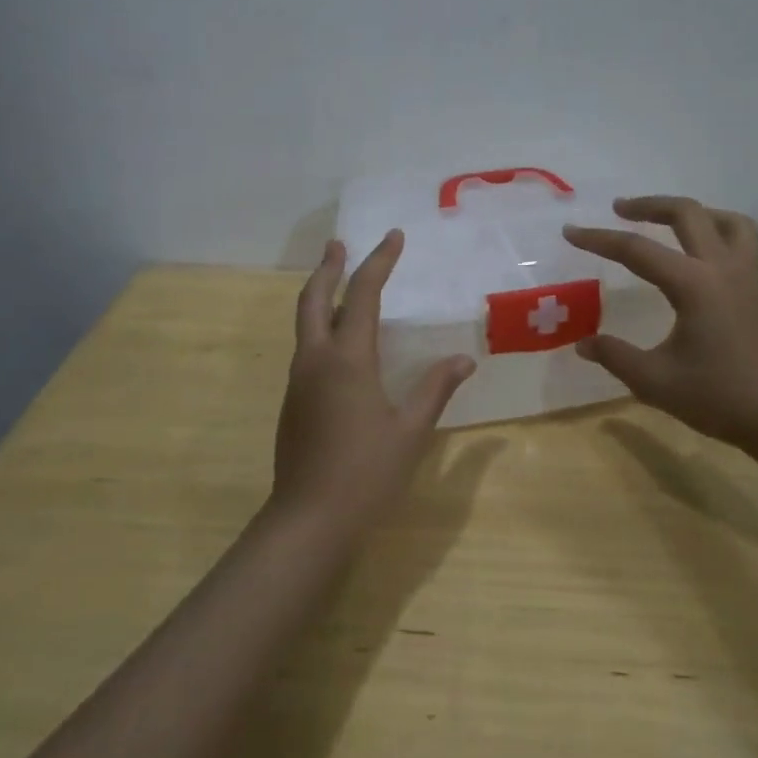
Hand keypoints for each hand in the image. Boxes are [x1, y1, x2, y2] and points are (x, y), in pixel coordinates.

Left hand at [272, 231, 476, 530]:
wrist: (308, 521)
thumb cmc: (366, 474)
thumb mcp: (411, 431)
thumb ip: (436, 389)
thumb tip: (464, 359)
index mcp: (348, 359)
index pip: (364, 294)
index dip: (379, 261)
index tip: (393, 236)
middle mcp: (316, 360)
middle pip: (315, 298)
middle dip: (328, 267)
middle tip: (339, 244)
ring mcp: (299, 380)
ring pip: (306, 322)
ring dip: (320, 294)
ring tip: (338, 282)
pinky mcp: (293, 401)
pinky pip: (307, 348)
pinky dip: (321, 326)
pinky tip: (339, 341)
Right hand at [564, 196, 757, 457]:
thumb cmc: (720, 398)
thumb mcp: (656, 381)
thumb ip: (616, 356)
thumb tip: (582, 343)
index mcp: (693, 285)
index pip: (636, 250)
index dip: (598, 239)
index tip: (570, 231)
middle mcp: (722, 268)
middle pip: (687, 214)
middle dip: (649, 205)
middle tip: (619, 209)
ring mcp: (747, 276)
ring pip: (725, 220)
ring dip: (693, 212)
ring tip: (667, 221)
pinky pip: (743, 241)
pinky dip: (719, 231)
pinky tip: (703, 253)